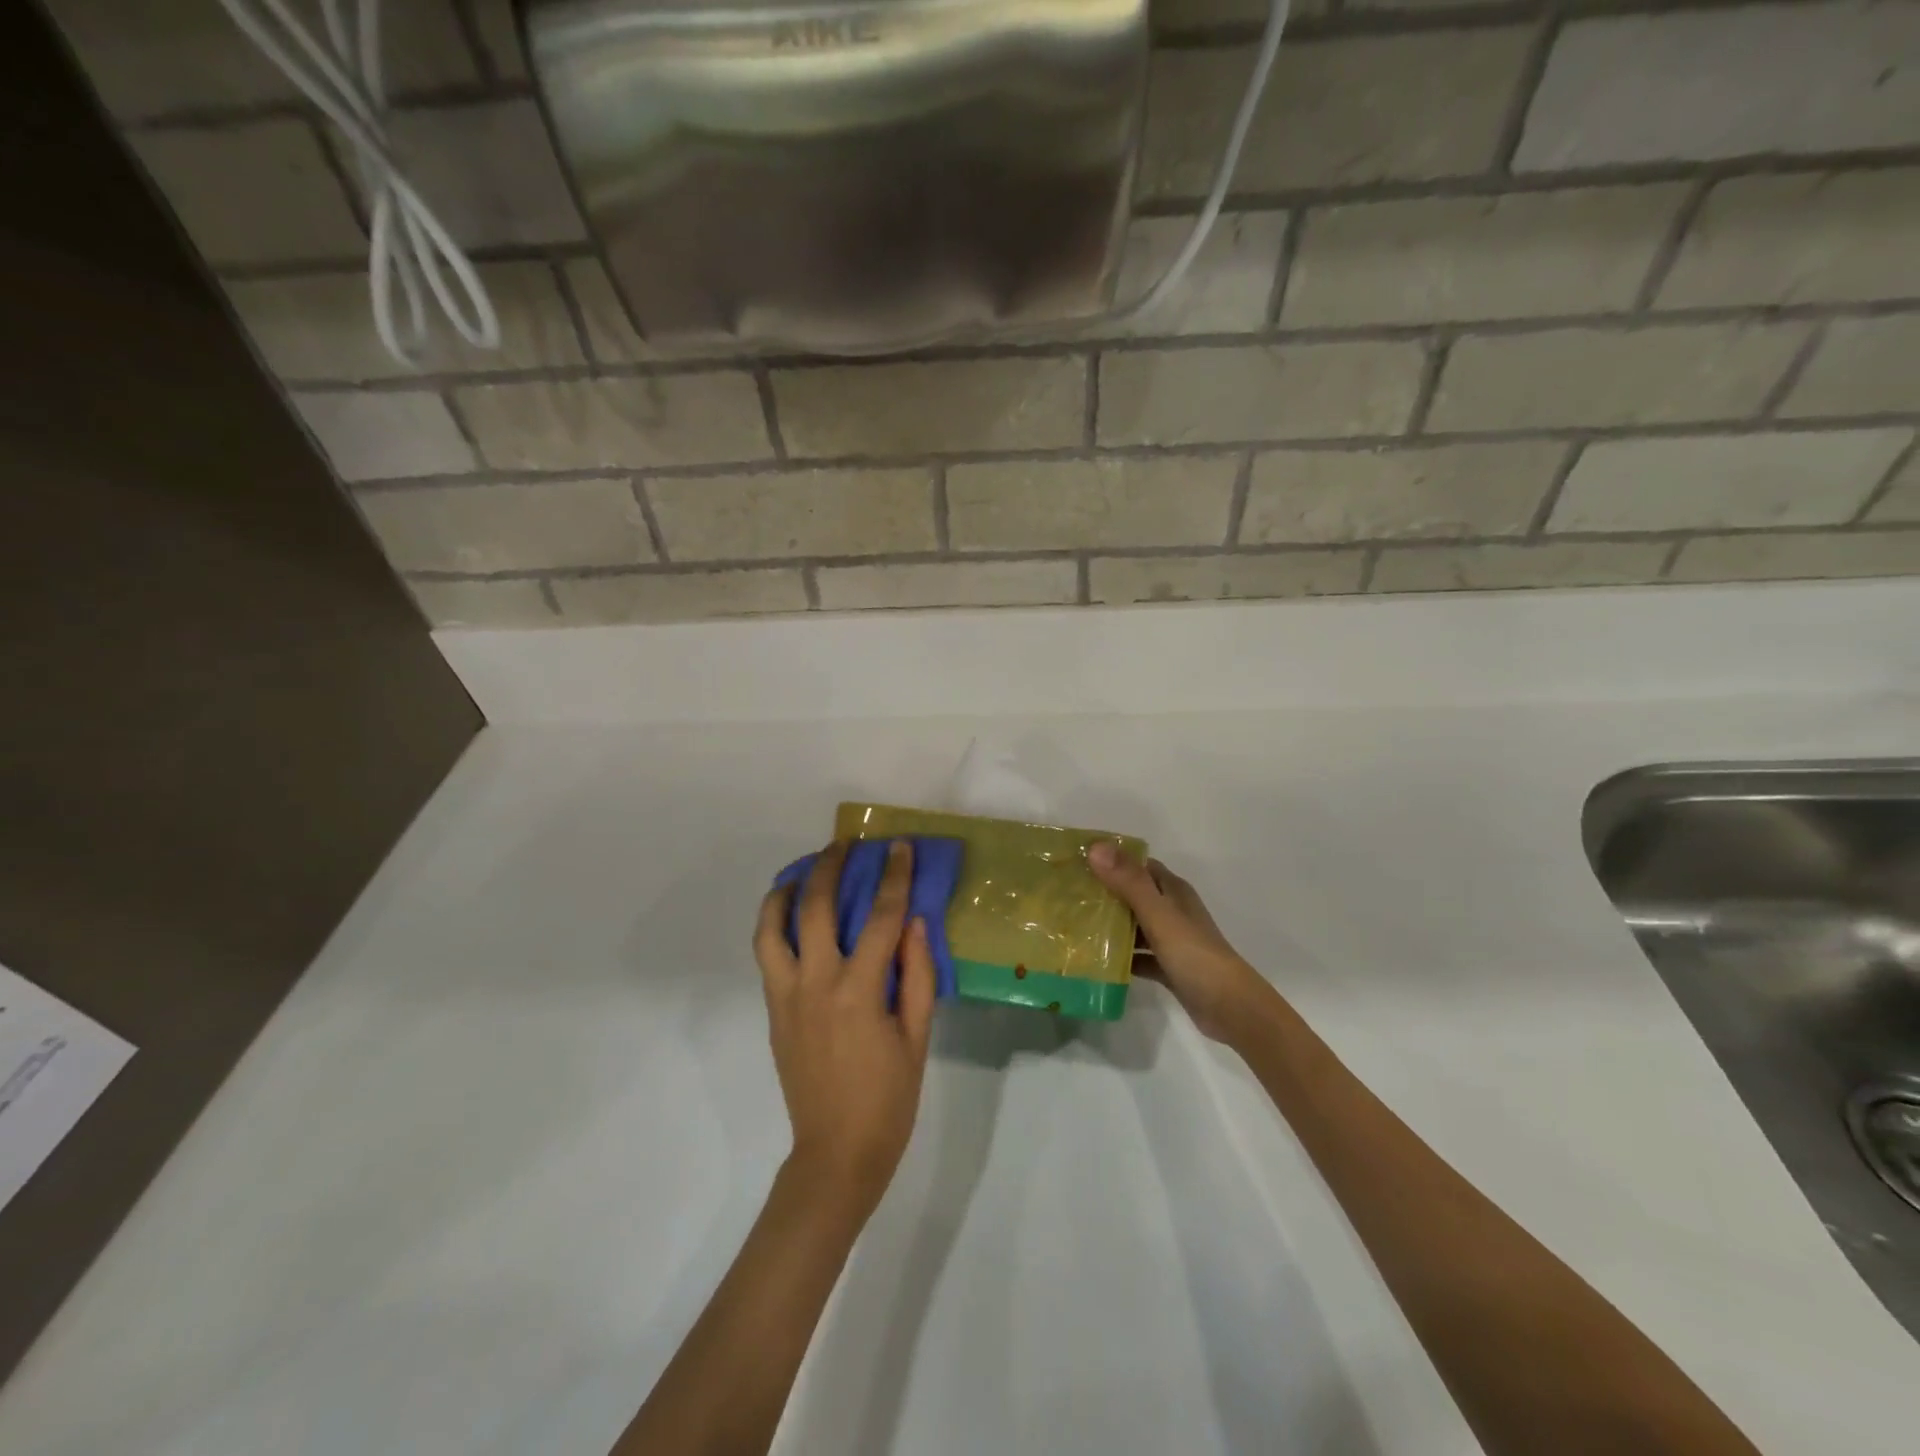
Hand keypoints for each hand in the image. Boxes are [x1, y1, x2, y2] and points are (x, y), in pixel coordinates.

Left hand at [754, 839, 936, 1214]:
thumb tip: (915, 922)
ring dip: (784, 891)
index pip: (881, 918)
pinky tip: (789, 916)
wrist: (836, 1153)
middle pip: (817, 907)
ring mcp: (787, 996)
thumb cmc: (889, 1098)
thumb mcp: (917, 1037)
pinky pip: (767, 955)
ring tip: (800, 871)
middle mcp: (816, 983)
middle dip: (830, 867)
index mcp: (859, 991)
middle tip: (844, 844)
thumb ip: (916, 974)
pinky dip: (774, 925)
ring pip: (772, 928)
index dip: (893, 878)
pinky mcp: (773, 1011)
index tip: (899, 848)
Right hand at [1088, 843, 1277, 1044]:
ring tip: (1073, 926)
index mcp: (1173, 891)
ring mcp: (1171, 941)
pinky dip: (1121, 957)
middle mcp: (1172, 911)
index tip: (1077, 862)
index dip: (1110, 860)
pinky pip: (1139, 956)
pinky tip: (1095, 962)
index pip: (1138, 865)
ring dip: (1110, 926)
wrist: (1230, 1008)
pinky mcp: (1169, 967)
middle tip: (1067, 895)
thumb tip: (1095, 847)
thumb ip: (1129, 883)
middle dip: (1104, 893)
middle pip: (1133, 894)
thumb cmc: (1194, 955)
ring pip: (1135, 926)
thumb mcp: (1159, 915)